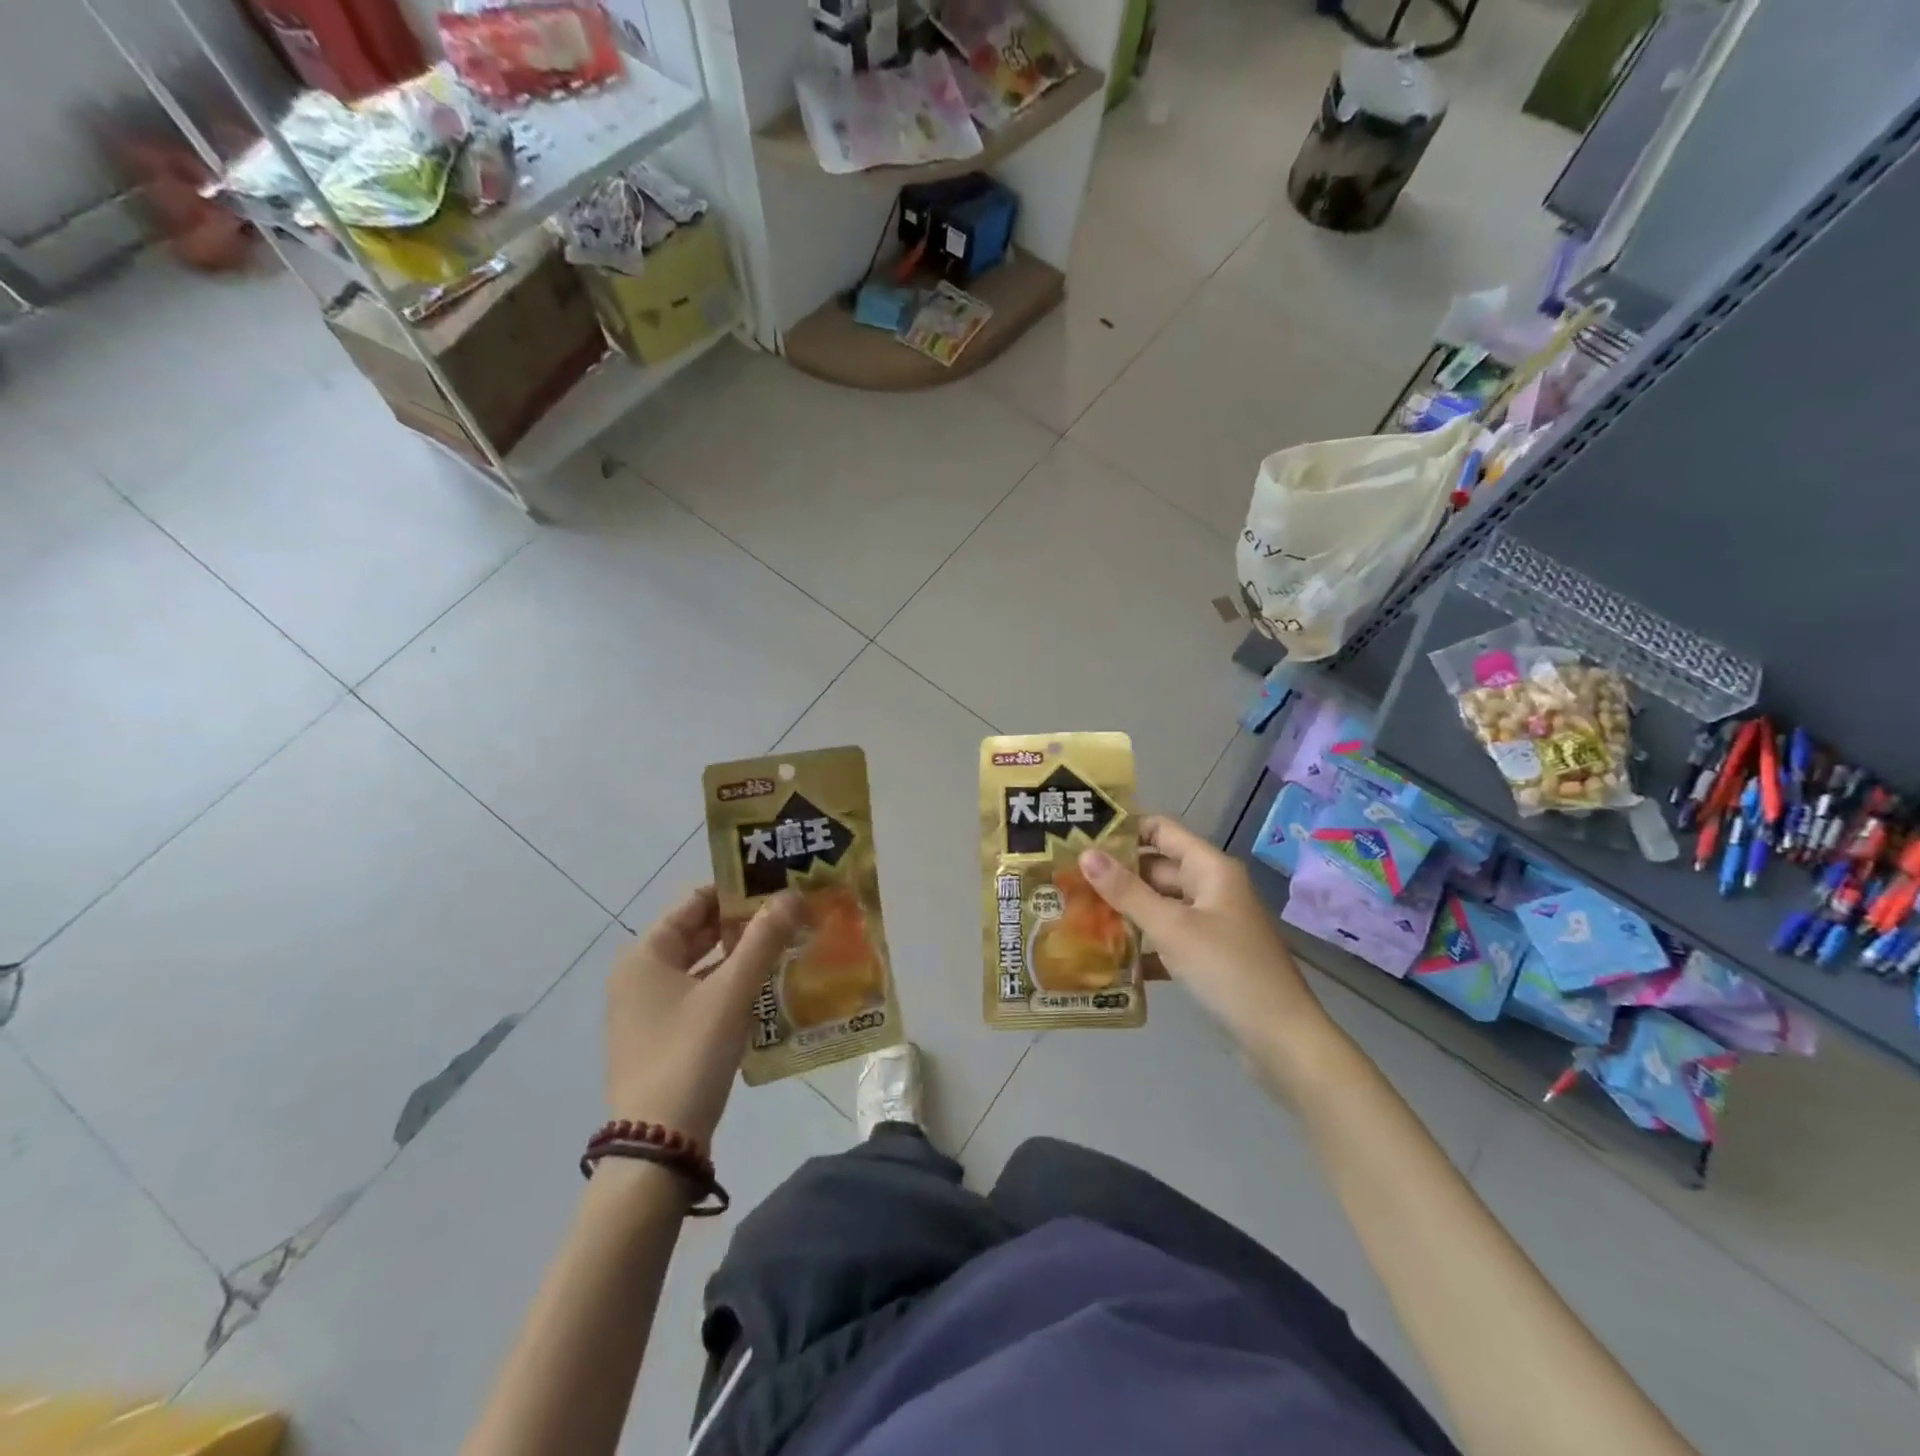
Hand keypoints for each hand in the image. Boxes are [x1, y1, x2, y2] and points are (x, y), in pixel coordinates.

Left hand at [606, 886, 801, 1144]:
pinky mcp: (663, 1035)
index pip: (695, 901)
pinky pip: (701, 993)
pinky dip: (731, 983)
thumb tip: (793, 894)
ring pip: (703, 964)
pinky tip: (768, 984)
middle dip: (745, 921)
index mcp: (646, 954)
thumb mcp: (731, 992)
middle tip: (792, 912)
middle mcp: (641, 974)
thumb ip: (763, 939)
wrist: (658, 1144)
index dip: (738, 889)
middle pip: (699, 931)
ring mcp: (649, 1007)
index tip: (779, 883)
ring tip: (788, 942)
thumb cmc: (690, 1054)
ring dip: (742, 953)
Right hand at [1080, 816, 1333, 1064]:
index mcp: (1210, 868)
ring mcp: (1213, 923)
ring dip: (1126, 910)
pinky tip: (1109, 955)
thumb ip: (1127, 891)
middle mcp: (1212, 888)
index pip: (1161, 830)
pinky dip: (1144, 943)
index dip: (1123, 829)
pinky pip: (1170, 937)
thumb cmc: (1227, 970)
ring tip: (1078, 914)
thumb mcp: (1172, 928)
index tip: (1082, 837)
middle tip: (1069, 880)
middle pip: (1157, 868)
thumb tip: (1086, 853)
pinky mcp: (1211, 955)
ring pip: (1161, 905)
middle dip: (1117, 874)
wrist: (1282, 1040)